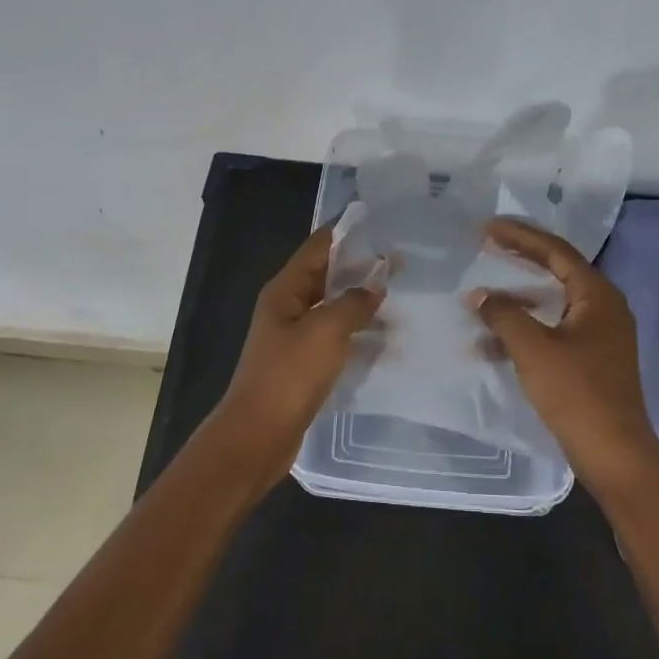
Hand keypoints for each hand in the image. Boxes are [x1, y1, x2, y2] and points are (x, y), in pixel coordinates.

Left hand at [209, 226, 384, 484]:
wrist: (258, 436)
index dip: (346, 232)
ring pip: (332, 308)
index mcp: (285, 290)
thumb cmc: (289, 375)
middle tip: (401, 262)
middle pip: (326, 276)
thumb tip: (375, 286)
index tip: (380, 222)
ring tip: (399, 296)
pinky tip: (384, 338)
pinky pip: (333, 337)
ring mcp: (293, 337)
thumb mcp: (326, 331)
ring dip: (360, 301)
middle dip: (360, 267)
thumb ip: (353, 303)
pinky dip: (356, 333)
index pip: (317, 246)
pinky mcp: (302, 364)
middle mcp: (287, 307)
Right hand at [467, 217, 658, 493]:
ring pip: (552, 304)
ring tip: (481, 298)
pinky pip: (552, 331)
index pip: (556, 251)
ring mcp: (599, 335)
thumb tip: (479, 295)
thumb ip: (504, 315)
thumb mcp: (534, 349)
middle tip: (487, 245)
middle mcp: (603, 308)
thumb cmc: (577, 394)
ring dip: (517, 301)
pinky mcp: (591, 360)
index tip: (487, 228)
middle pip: (556, 271)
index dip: (520, 236)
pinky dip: (525, 332)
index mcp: (597, 295)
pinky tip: (491, 344)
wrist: (615, 455)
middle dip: (520, 260)